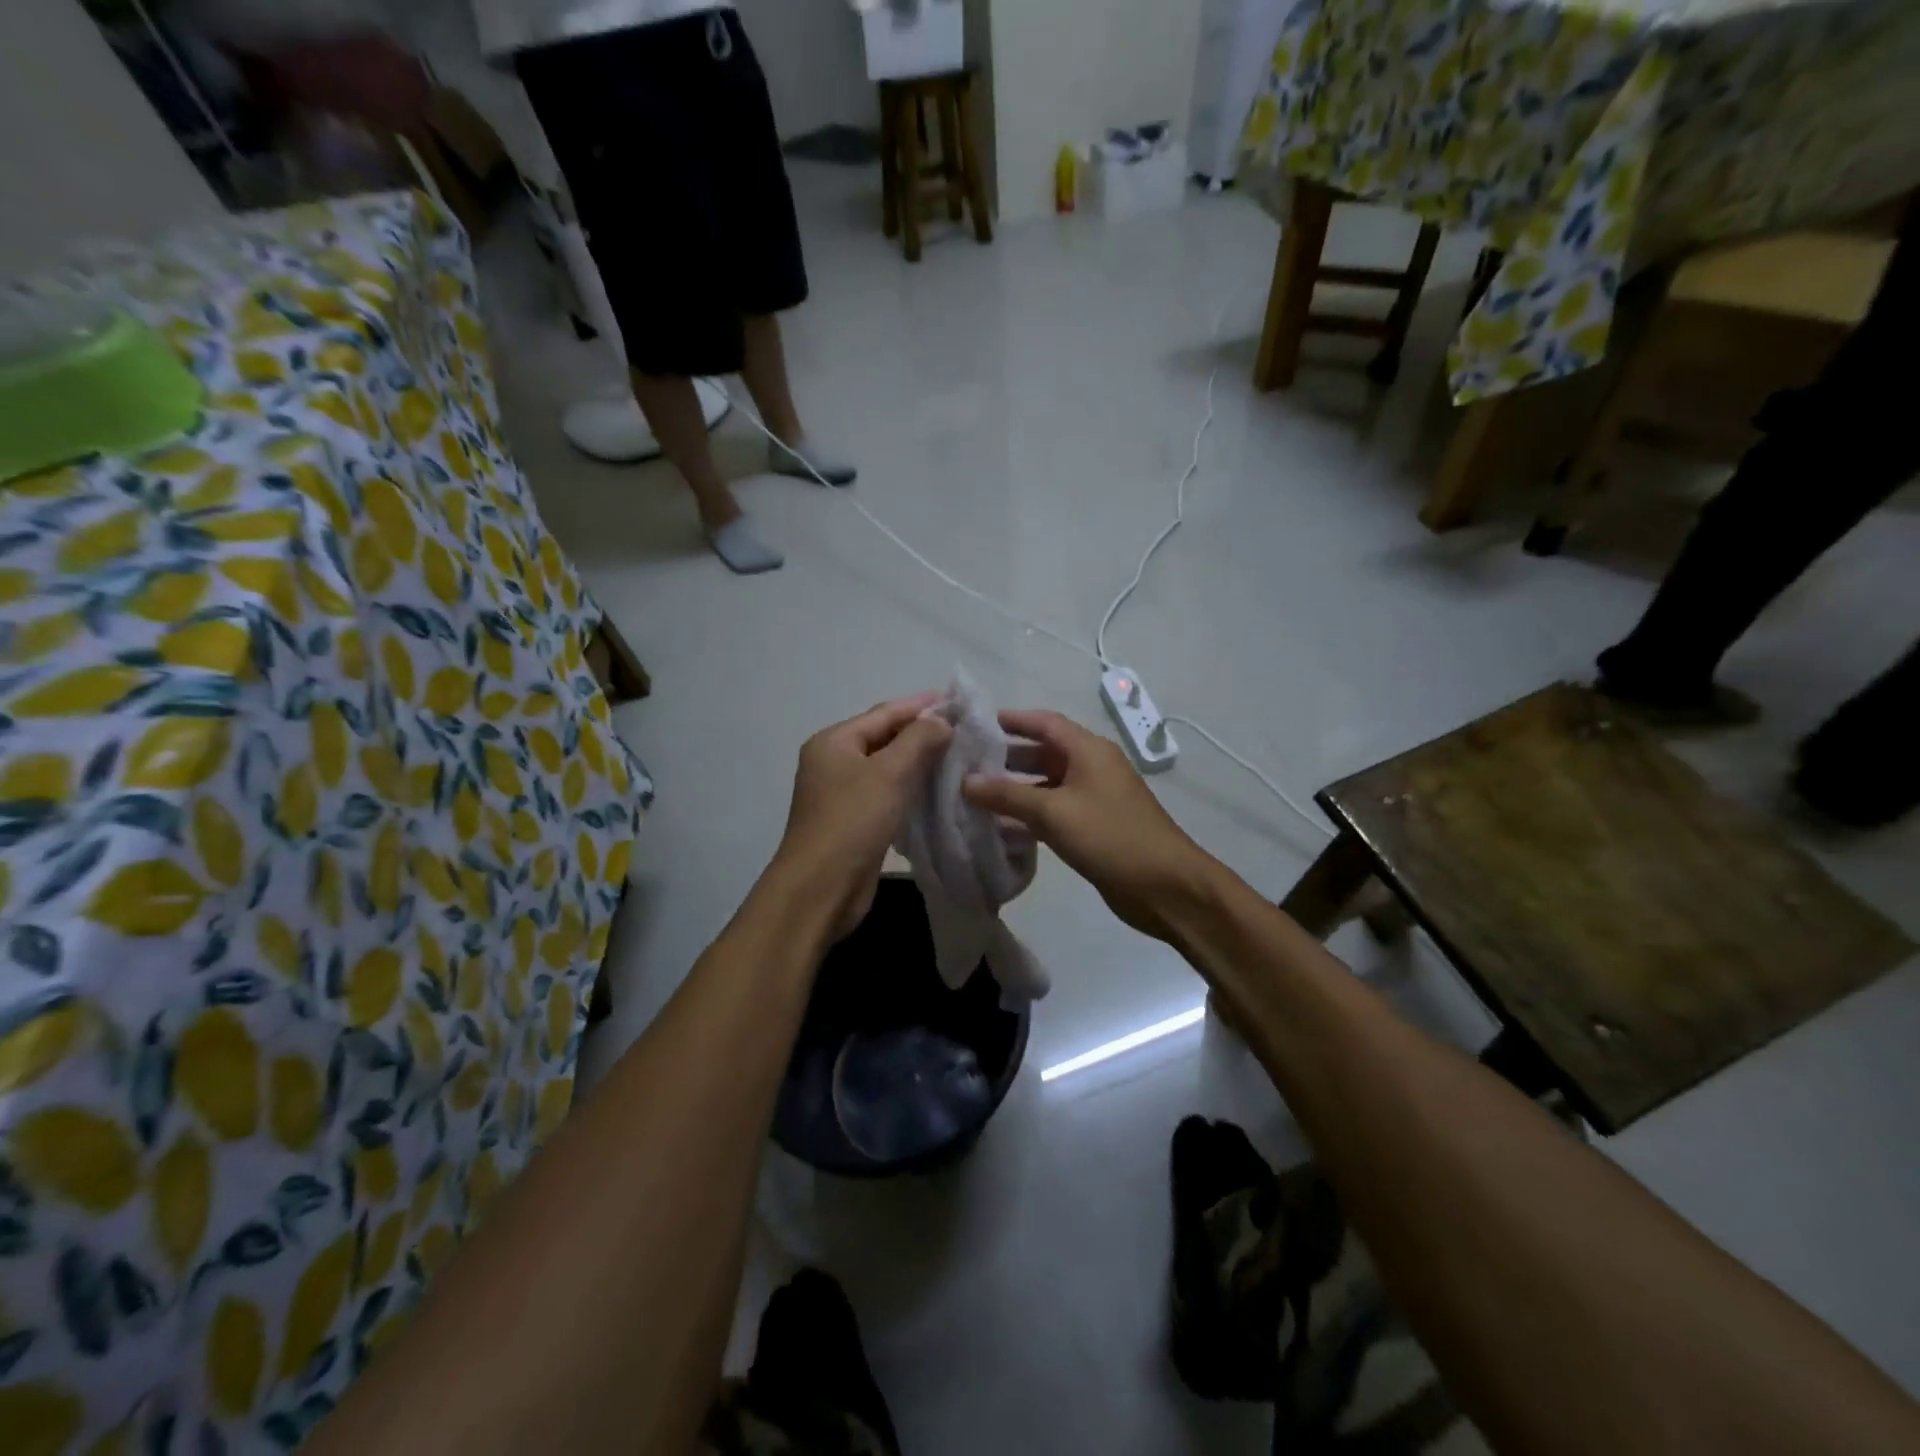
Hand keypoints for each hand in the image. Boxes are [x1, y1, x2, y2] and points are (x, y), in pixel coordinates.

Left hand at [773, 694, 952, 940]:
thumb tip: (942, 720)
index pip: (884, 713)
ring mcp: (843, 794)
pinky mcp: (855, 821)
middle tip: (964, 729)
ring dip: (920, 761)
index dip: (921, 705)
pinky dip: (912, 788)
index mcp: (833, 742)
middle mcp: (834, 762)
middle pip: (884, 738)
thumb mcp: (888, 773)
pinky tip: (939, 790)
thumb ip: (918, 740)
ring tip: (959, 756)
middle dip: (922, 733)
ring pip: (888, 768)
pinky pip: (888, 794)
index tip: (958, 701)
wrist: (820, 889)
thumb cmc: (851, 822)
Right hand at [963, 710, 1217, 943]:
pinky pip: (1055, 811)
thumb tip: (965, 781)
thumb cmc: (1110, 836)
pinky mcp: (1094, 827)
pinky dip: (1030, 814)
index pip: (1045, 722)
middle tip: (967, 763)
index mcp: (1088, 750)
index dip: (1012, 720)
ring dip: (1016, 788)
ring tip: (976, 794)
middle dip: (1007, 756)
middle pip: (1044, 751)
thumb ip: (1007, 795)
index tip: (976, 724)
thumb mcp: (1053, 812)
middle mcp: (1092, 767)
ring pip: (1047, 784)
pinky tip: (1002, 827)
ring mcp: (1095, 798)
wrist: (1164, 885)